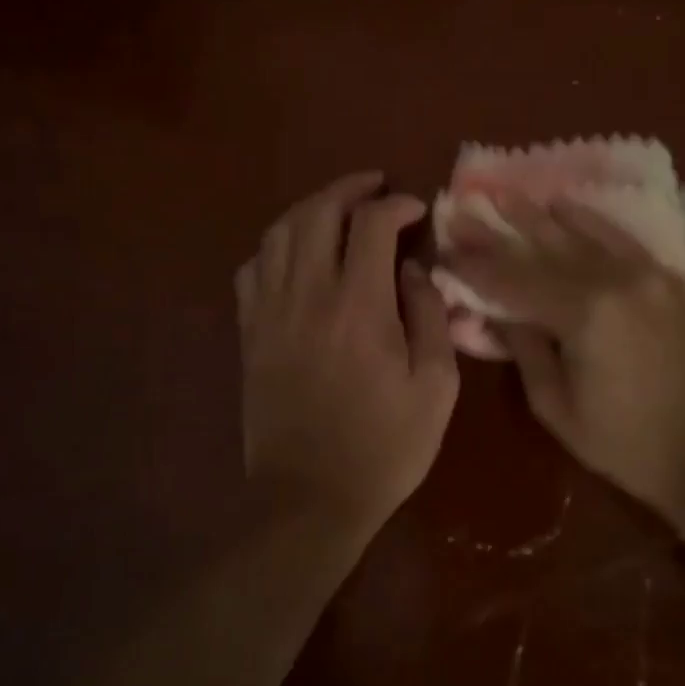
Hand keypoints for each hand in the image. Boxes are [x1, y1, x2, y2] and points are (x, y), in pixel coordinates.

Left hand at [236, 172, 460, 525]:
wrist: (309, 498)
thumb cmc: (384, 447)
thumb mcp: (435, 387)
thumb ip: (430, 318)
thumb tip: (413, 271)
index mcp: (359, 306)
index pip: (371, 224)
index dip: (396, 205)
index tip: (415, 209)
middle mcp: (307, 295)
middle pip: (317, 212)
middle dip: (349, 188)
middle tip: (374, 187)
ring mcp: (269, 312)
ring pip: (279, 233)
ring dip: (310, 208)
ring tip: (336, 208)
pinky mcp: (249, 333)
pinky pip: (252, 268)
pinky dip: (274, 246)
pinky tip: (294, 253)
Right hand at [441, 194, 684, 511]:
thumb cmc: (630, 444)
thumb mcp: (558, 408)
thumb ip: (524, 350)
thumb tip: (496, 312)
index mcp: (583, 314)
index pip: (513, 280)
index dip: (475, 267)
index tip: (445, 251)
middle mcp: (614, 279)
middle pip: (543, 249)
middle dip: (499, 232)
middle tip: (464, 210)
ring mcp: (646, 274)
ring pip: (581, 235)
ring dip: (539, 215)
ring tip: (505, 195)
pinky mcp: (668, 279)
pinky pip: (621, 239)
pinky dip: (590, 220)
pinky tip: (566, 205)